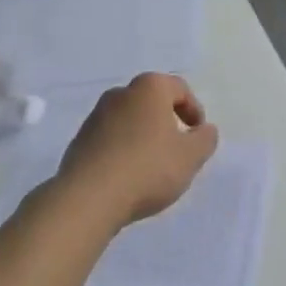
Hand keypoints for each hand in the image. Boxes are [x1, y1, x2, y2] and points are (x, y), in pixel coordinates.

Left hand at [58, 73, 218, 226]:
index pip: (179, 88)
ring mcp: (96, 115)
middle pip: (152, 101)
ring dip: (143, 135)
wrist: (88, 197)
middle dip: (167, 121)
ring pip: (129, 119)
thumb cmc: (147, 168)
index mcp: (149, 88)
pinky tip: (127, 175)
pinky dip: (123, 149)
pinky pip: (110, 138)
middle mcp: (121, 93)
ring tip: (152, 166)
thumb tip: (205, 130)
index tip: (198, 135)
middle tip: (177, 149)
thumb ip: (205, 140)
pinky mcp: (80, 139)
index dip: (194, 110)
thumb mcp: (190, 157)